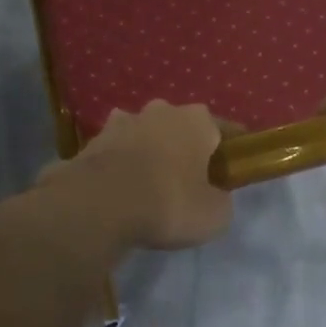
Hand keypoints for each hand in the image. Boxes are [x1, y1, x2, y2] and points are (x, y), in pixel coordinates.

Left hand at [39, 101, 231, 250]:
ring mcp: (123, 122)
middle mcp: (162, 111)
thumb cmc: (169, 203)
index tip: (233, 169)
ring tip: (149, 185)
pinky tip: (119, 190)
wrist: (98, 205)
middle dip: (185, 148)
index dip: (231, 150)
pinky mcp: (92, 140)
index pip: (224, 129)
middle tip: (188, 180)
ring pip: (145, 135)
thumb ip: (220, 200)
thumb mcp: (214, 215)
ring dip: (149, 152)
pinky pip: (116, 152)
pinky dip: (120, 166)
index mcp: (197, 121)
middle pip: (181, 127)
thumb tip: (214, 196)